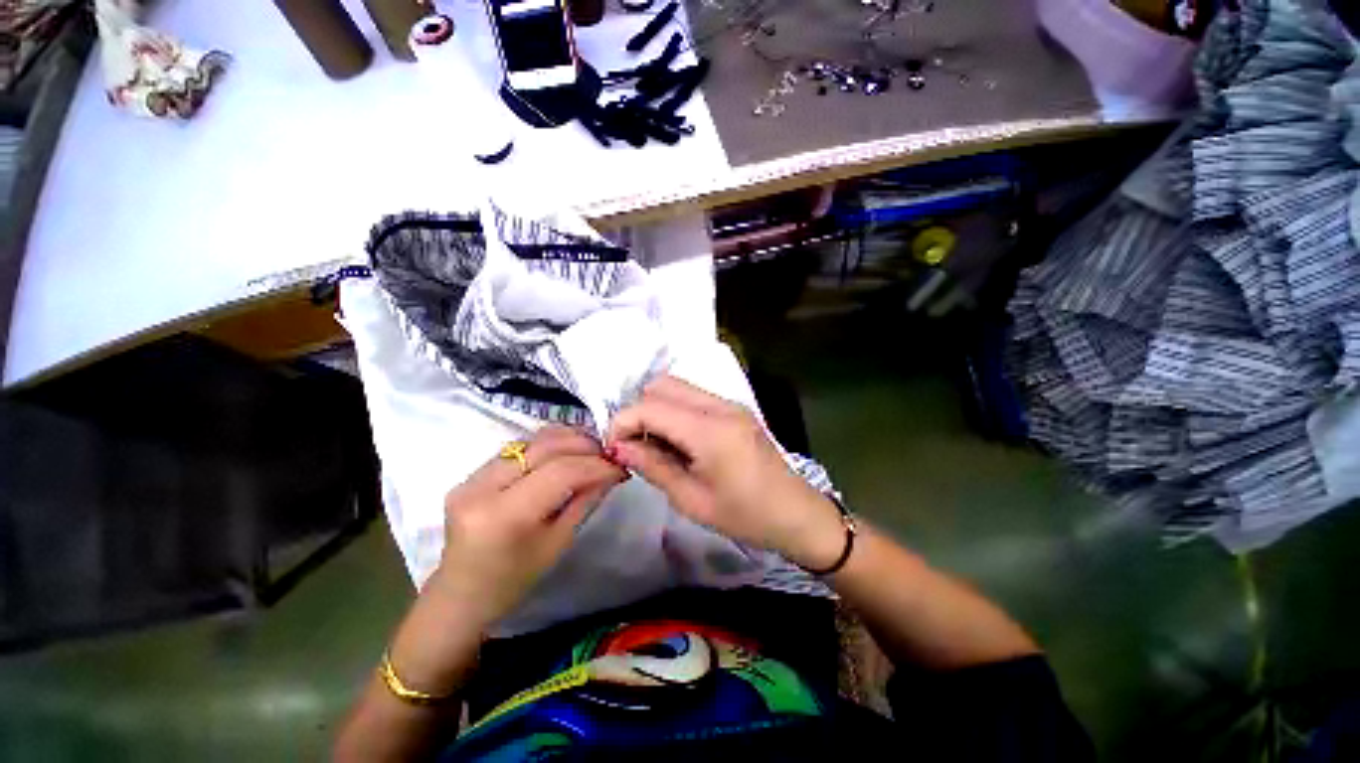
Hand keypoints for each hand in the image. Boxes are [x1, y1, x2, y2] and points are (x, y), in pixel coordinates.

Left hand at [430, 425, 626, 627]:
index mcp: (503, 516)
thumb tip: (613, 470)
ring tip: (592, 450)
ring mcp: (471, 478)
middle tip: (609, 454)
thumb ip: (585, 500)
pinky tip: (567, 451)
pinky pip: (518, 448)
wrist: (461, 595)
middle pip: (544, 447)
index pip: (559, 472)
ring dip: (568, 440)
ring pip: (531, 440)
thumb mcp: (558, 543)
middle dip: (584, 446)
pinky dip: (548, 444)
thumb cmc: (514, 580)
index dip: (595, 465)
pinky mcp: (470, 474)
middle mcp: (481, 488)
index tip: (620, 467)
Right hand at [606, 376, 845, 569]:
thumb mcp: (691, 499)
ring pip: (677, 387)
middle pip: (662, 385)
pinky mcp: (734, 408)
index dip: (622, 423)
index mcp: (709, 430)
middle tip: (635, 445)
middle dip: (638, 411)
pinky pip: (693, 397)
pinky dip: (675, 411)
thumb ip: (652, 466)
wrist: (795, 512)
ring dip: (657, 409)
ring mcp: (730, 403)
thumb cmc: (744, 515)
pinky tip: (677, 441)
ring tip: (655, 445)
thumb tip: (617, 447)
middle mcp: (719, 405)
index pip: (650, 406)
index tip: (613, 448)